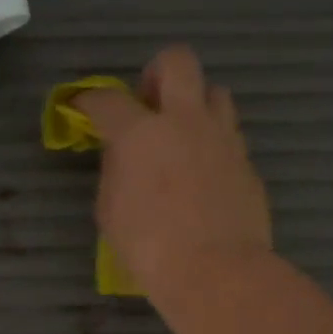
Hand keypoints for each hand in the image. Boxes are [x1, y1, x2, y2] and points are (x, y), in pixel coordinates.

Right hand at [73, 44, 271, 306]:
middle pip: (177, 62)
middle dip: (158, 73)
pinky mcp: (247, 162)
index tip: (85, 109)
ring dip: (196, 105)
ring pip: (215, 93)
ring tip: (184, 136)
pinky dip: (214, 145)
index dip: (90, 101)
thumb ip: (115, 172)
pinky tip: (205, 174)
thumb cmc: (150, 248)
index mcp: (140, 133)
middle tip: (150, 103)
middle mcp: (184, 121)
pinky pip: (230, 136)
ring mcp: (222, 138)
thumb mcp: (111, 212)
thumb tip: (123, 156)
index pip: (108, 100)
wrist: (216, 271)